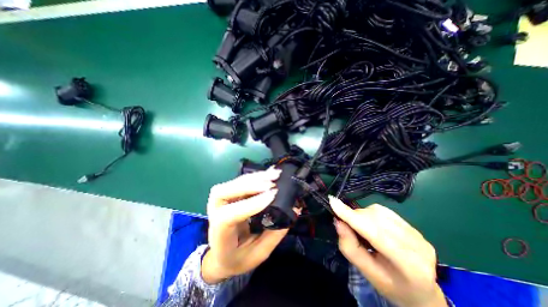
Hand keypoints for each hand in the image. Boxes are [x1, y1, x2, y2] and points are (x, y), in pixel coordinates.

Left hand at [202, 169, 294, 284]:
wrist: (220, 255)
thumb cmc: (238, 258)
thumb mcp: (258, 254)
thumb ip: (275, 234)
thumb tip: (294, 210)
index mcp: (219, 235)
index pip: (228, 216)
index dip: (250, 204)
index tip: (272, 196)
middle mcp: (215, 213)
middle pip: (224, 192)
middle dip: (250, 185)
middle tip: (272, 182)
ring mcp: (220, 201)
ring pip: (234, 183)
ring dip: (255, 177)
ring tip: (275, 174)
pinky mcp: (229, 194)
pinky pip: (241, 181)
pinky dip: (256, 176)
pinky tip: (269, 173)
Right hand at [329, 197, 444, 306]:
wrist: (421, 291)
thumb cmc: (390, 285)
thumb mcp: (366, 272)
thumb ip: (350, 247)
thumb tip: (338, 222)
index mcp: (409, 265)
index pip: (375, 233)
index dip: (352, 216)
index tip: (333, 202)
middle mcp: (417, 245)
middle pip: (376, 219)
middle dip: (355, 217)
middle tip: (346, 225)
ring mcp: (418, 234)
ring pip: (379, 211)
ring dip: (362, 215)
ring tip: (361, 228)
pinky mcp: (413, 226)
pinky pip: (384, 210)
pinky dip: (370, 213)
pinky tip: (371, 224)